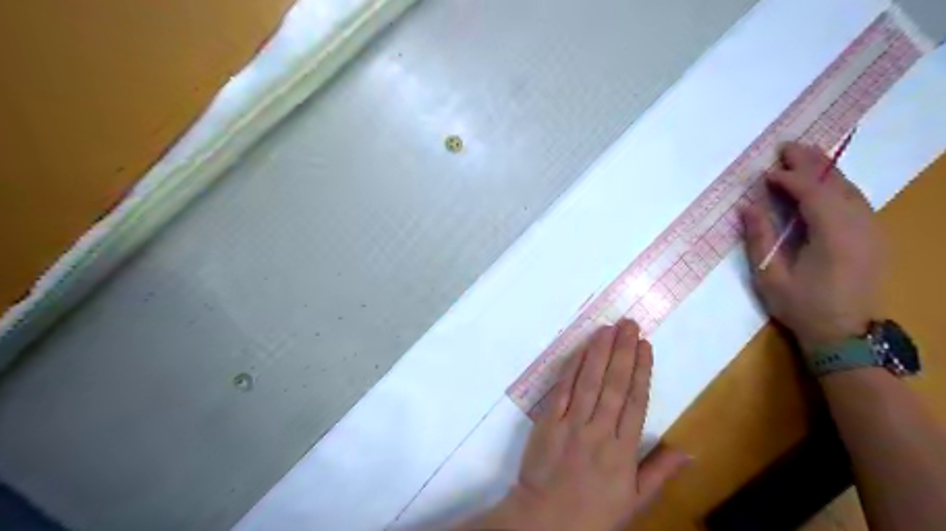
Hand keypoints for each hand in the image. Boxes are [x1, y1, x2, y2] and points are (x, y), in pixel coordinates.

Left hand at [470, 318, 688, 530]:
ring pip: (590, 381)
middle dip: (623, 351)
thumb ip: (659, 472)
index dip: (642, 371)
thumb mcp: (634, 501)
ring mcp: (572, 424)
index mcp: (623, 451)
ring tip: (609, 328)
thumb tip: (689, 452)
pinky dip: (573, 368)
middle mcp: (600, 431)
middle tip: (629, 324)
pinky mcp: (549, 421)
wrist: (545, 520)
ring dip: (599, 352)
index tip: (646, 346)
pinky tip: (581, 350)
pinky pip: (563, 390)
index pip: (636, 402)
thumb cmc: (593, 512)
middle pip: (615, 384)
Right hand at [743, 141, 884, 351]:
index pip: (813, 193)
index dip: (789, 178)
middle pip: (836, 183)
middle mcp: (859, 226)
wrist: (846, 334)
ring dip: (825, 169)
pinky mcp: (873, 236)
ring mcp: (871, 230)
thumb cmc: (802, 308)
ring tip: (801, 156)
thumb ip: (759, 238)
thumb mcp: (771, 276)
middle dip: (811, 162)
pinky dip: (836, 184)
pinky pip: (855, 200)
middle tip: (786, 146)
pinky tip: (822, 181)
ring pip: (850, 189)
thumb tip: (747, 206)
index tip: (765, 173)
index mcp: (834, 236)